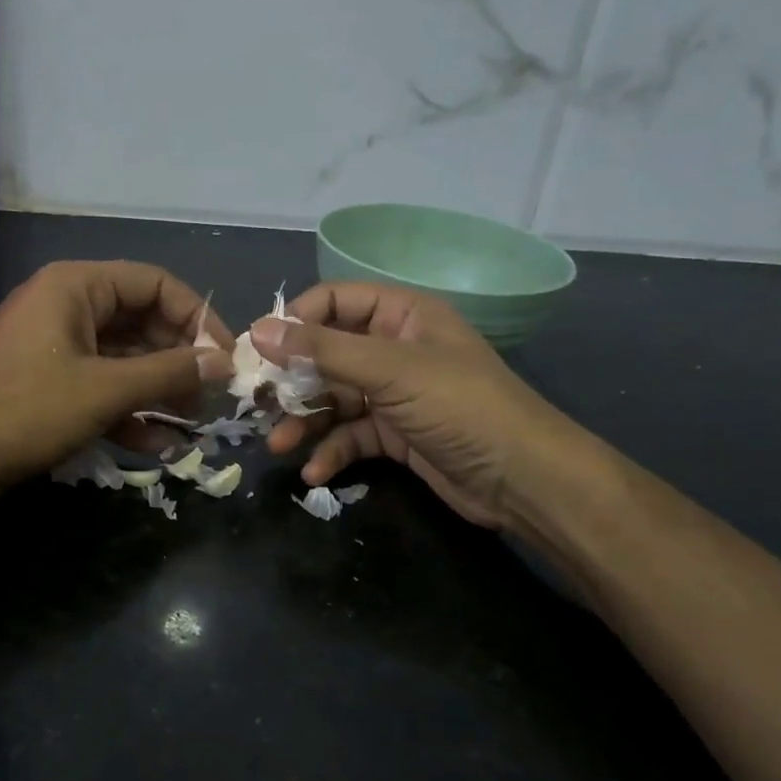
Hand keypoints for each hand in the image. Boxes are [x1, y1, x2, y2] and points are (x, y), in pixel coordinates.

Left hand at [0, 260, 232, 497]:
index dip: (197, 316)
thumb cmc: (24, 409)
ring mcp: (57, 348)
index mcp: (76, 287)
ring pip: (124, 360)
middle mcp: (67, 308)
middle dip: (179, 360)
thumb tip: (223, 362)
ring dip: (158, 390)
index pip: (155, 283)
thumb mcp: (104, 390)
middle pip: (142, 322)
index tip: (224, 356)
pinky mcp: (49, 386)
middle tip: (212, 395)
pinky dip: (128, 411)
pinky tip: (158, 444)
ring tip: (192, 422)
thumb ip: (168, 373)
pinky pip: (101, 388)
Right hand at [252, 283, 595, 537]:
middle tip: (258, 403)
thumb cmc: (460, 406)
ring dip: (305, 420)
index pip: (334, 301)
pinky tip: (315, 472)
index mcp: (401, 315)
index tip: (260, 351)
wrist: (523, 479)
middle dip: (293, 380)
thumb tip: (258, 330)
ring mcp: (394, 394)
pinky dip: (331, 451)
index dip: (295, 321)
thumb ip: (323, 350)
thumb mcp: (390, 370)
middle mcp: (394, 348)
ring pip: (333, 398)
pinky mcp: (394, 434)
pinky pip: (350, 435)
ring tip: (279, 444)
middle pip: (327, 353)